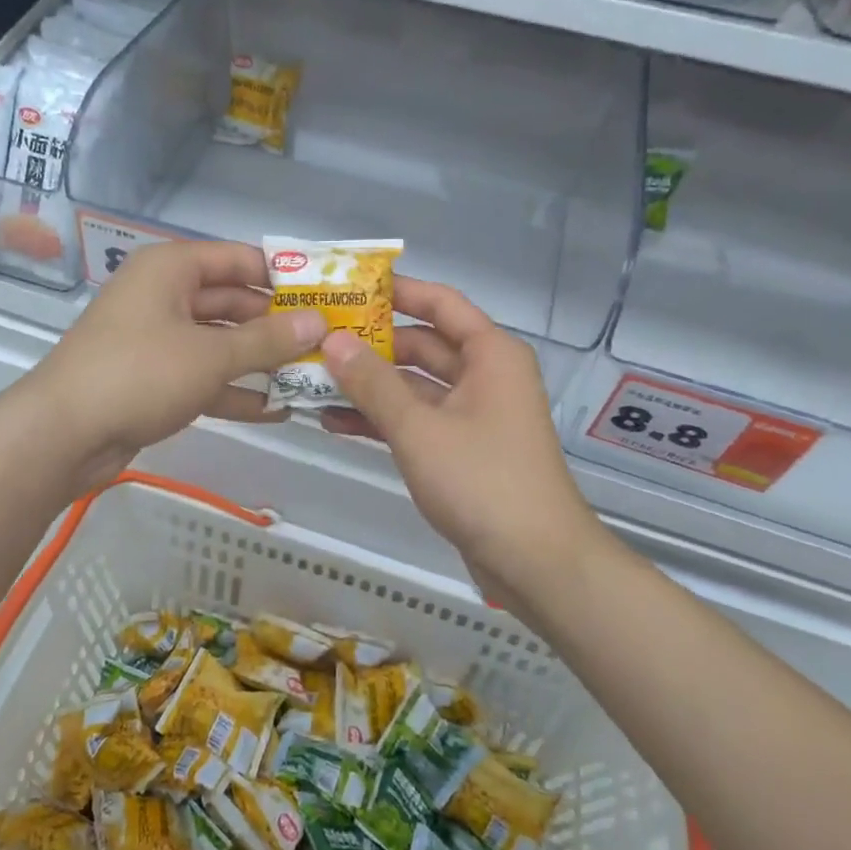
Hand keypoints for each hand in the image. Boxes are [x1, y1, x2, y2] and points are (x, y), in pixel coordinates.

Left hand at [31, 240, 326, 488]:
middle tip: (327, 342)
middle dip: (277, 325)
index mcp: (171, 269)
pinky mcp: (154, 378)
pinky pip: (203, 375)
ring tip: (312, 377)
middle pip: (232, 302)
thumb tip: (319, 322)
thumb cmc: (139, 374)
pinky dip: (234, 390)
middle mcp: (164, 295)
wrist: (62, 435)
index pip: (239, 259)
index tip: (327, 292)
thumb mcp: (211, 355)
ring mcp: (157, 339)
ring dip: (261, 361)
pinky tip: (277, 410)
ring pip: (220, 342)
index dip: (283, 274)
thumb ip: (268, 340)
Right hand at [319, 279, 590, 594]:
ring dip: (371, 385)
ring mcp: (474, 414)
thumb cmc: (482, 480)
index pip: (440, 303)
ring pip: (415, 385)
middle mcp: (485, 375)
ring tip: (314, 382)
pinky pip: (417, 420)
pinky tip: (336, 423)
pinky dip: (383, 419)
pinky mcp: (462, 449)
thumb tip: (333, 340)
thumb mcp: (419, 428)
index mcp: (489, 354)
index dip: (397, 291)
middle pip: (423, 344)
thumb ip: (373, 382)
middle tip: (317, 339)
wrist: (536, 563)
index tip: (348, 287)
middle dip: (372, 344)